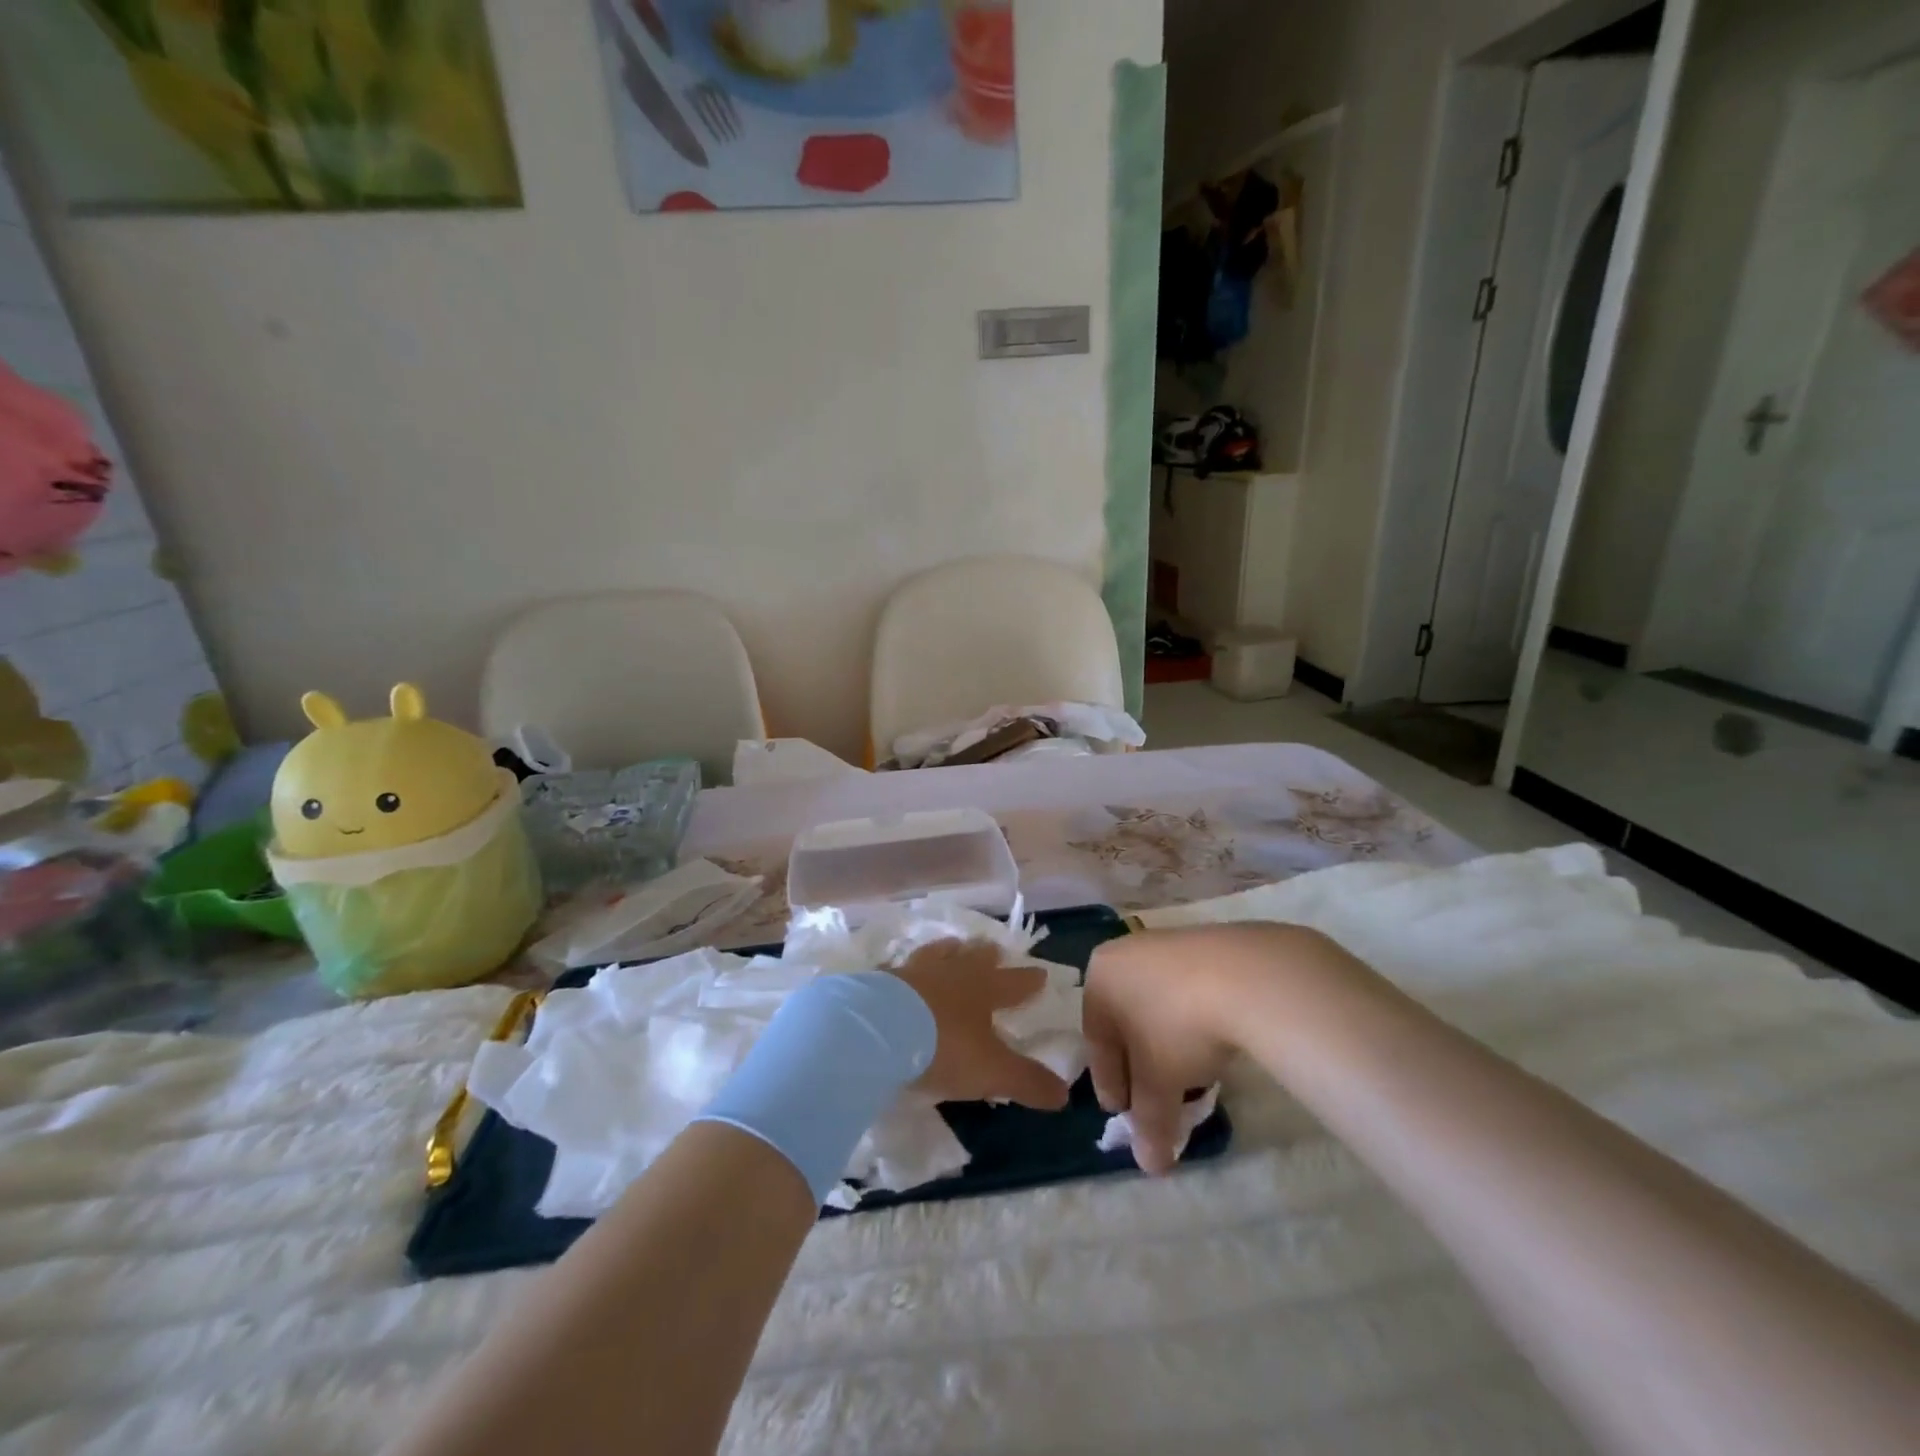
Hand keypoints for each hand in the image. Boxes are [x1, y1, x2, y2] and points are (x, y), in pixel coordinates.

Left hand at [889, 941, 1070, 1110]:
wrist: (876, 1030)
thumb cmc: (942, 1047)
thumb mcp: (991, 1072)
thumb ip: (1027, 1081)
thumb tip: (1064, 1095)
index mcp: (983, 989)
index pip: (1014, 982)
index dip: (1029, 981)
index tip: (1041, 974)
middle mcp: (951, 971)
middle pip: (975, 957)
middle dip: (987, 954)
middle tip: (994, 949)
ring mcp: (914, 971)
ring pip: (937, 953)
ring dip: (948, 951)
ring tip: (952, 946)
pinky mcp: (881, 979)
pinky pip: (898, 969)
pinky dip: (905, 970)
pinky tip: (900, 972)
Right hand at [1081, 927, 1253, 1173]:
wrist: (1246, 975)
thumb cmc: (1179, 1026)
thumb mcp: (1160, 1083)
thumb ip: (1149, 1123)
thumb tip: (1149, 1165)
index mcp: (1100, 977)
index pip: (1096, 1041)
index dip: (1111, 1084)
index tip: (1125, 1114)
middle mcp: (1125, 954)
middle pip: (1125, 1020)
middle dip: (1139, 1063)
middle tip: (1155, 1099)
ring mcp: (1166, 944)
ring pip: (1156, 1004)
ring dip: (1166, 1042)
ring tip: (1189, 1076)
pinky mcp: (1205, 943)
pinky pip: (1186, 989)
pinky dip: (1192, 1019)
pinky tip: (1212, 1041)